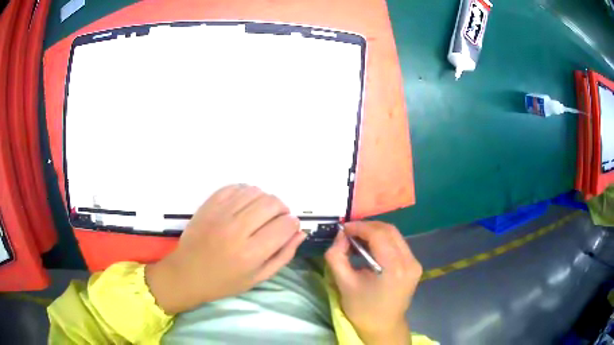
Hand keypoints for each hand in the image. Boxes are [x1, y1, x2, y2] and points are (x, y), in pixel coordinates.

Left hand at [146, 185, 305, 313]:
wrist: (188, 273)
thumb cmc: (225, 282)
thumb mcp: (258, 277)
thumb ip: (283, 255)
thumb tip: (299, 232)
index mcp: (251, 253)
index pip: (285, 225)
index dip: (292, 224)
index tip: (289, 228)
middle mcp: (237, 230)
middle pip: (272, 203)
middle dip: (282, 209)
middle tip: (277, 219)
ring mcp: (220, 214)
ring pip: (255, 191)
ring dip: (265, 199)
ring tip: (261, 212)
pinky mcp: (208, 205)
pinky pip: (235, 187)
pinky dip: (246, 192)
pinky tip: (245, 204)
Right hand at [325, 222, 421, 344]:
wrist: (383, 326)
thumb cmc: (362, 309)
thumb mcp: (343, 283)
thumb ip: (337, 256)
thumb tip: (340, 236)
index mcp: (394, 268)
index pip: (378, 234)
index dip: (360, 227)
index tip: (343, 228)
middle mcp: (409, 262)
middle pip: (389, 230)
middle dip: (367, 227)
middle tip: (349, 233)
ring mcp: (415, 263)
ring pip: (395, 235)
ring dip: (375, 233)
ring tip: (358, 240)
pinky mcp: (414, 266)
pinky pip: (398, 244)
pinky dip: (383, 241)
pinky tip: (371, 248)